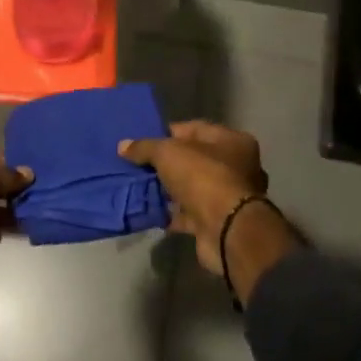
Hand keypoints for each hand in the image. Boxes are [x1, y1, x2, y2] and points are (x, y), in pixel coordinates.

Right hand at [118, 121, 271, 274]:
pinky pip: (190, 213)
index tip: (144, 142)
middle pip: (194, 159)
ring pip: (192, 188)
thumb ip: (145, 147)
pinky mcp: (218, 222)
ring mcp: (229, 196)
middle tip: (139, 166)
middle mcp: (237, 167)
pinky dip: (173, 213)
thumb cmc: (203, 177)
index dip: (168, 133)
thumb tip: (123, 146)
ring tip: (141, 188)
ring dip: (170, 190)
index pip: (195, 129)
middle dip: (167, 164)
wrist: (226, 230)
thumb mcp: (167, 153)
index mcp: (233, 141)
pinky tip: (152, 211)